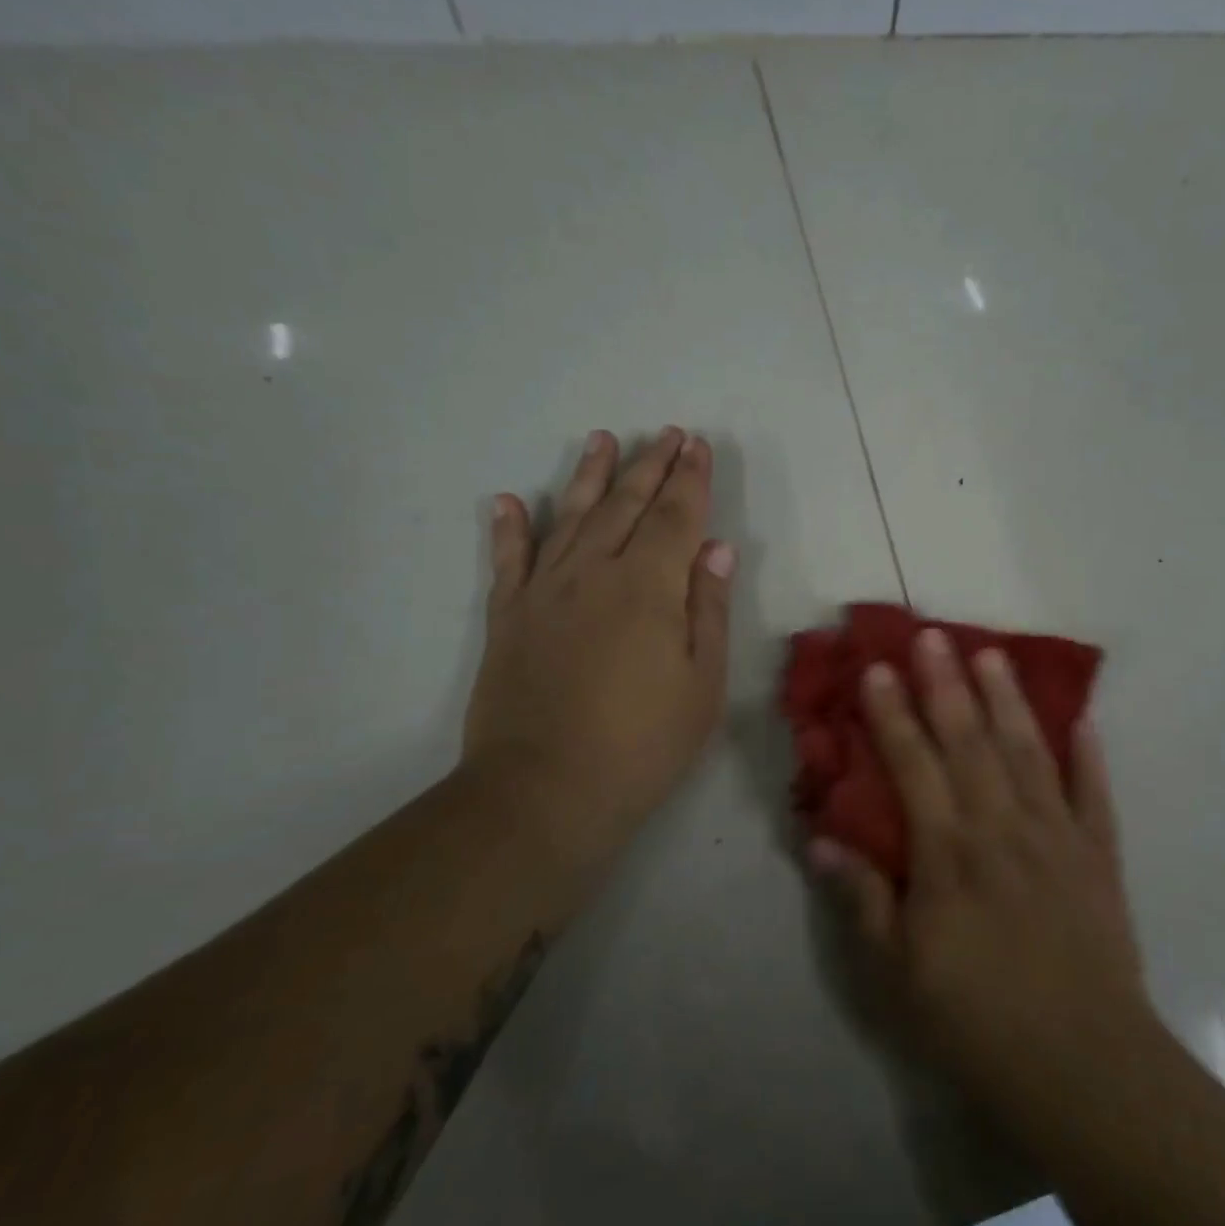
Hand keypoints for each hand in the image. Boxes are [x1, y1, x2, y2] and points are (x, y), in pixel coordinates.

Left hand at [462, 427, 734, 862]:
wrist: (545, 792)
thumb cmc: (643, 744)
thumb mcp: (703, 683)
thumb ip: (709, 609)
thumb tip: (716, 549)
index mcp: (650, 587)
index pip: (676, 517)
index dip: (690, 479)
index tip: (697, 445)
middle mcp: (595, 573)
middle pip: (627, 505)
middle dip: (650, 466)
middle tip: (665, 432)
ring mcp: (544, 592)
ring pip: (571, 517)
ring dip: (590, 476)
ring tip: (602, 440)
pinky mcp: (508, 618)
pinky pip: (508, 561)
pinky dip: (510, 529)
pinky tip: (511, 501)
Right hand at [810, 627, 1150, 1125]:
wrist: (1082, 1065)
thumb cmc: (976, 1021)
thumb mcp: (896, 973)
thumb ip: (861, 899)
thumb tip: (822, 838)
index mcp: (949, 853)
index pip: (914, 764)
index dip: (892, 713)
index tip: (878, 668)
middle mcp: (1001, 827)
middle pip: (970, 741)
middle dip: (947, 684)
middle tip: (933, 635)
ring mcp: (1056, 835)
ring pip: (1028, 751)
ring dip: (1008, 700)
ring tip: (993, 653)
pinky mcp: (1098, 855)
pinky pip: (1093, 793)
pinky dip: (1088, 754)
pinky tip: (1082, 718)